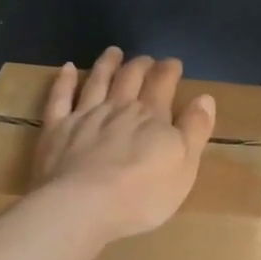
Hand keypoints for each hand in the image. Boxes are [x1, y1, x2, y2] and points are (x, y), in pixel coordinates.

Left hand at [32, 48, 217, 240]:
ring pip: (97, 81)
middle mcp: (118, 108)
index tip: (173, 63)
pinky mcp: (56, 129)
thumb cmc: (142, 195)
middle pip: (130, 79)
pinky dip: (64, 81)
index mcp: (152, 117)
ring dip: (107, 65)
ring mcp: (84, 116)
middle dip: (140, 66)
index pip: (163, 84)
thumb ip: (195, 130)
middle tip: (146, 59)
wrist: (83, 207)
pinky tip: (67, 69)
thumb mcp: (184, 167)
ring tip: (113, 52)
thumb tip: (205, 98)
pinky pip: (59, 98)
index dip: (169, 71)